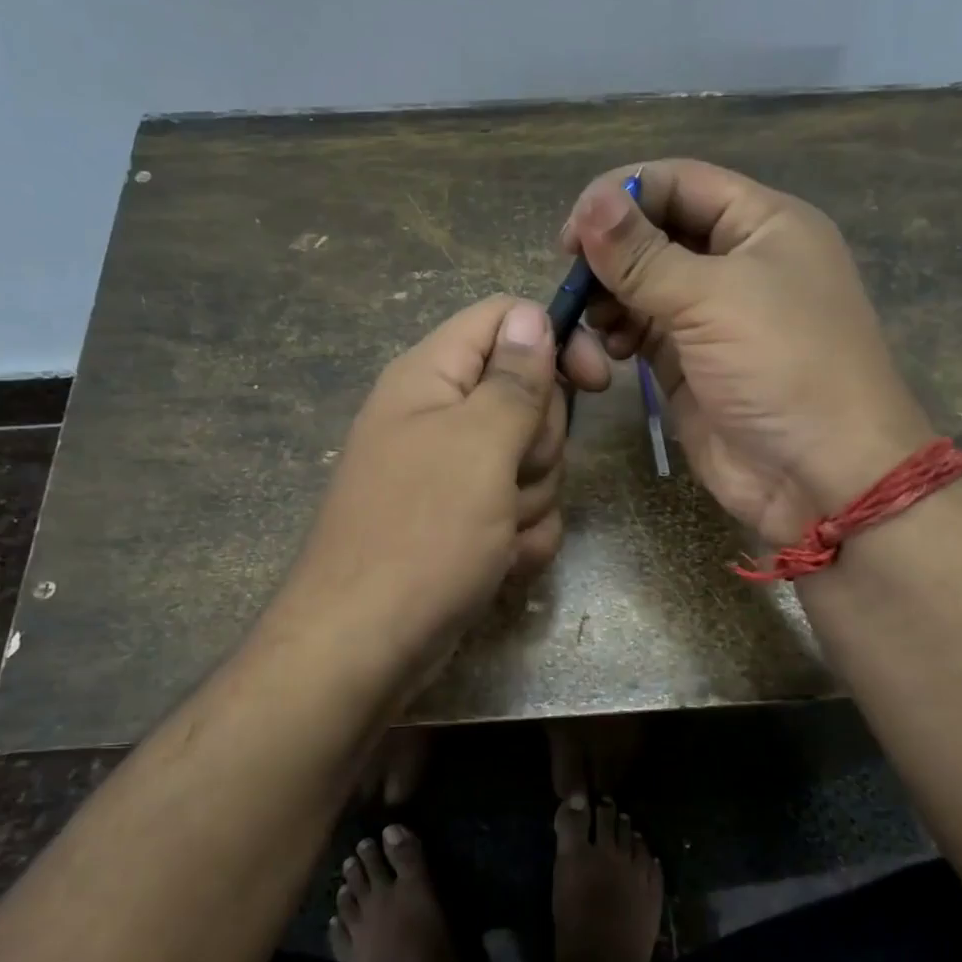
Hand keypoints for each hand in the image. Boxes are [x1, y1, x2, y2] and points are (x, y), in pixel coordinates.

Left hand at [282, 295, 566, 702]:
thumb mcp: (478, 445)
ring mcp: (455, 475)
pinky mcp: (467, 523)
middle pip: (529, 398)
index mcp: (432, 378)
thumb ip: (514, 379)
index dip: (554, 340)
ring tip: (494, 533)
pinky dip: (520, 539)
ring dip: (531, 501)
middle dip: (538, 445)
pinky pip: (522, 511)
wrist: (366, 646)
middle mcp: (441, 417)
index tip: (596, 380)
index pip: (504, 320)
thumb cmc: (420, 534)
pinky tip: (498, 563)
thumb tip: (531, 315)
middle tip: (511, 477)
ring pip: (533, 463)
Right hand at [559, 159, 932, 545]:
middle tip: (573, 276)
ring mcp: (712, 316)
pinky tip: (609, 350)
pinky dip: (619, 333)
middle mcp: (737, 262)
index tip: (573, 231)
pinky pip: (642, 331)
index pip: (680, 183)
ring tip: (596, 321)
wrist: (819, 475)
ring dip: (610, 295)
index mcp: (762, 224)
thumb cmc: (782, 367)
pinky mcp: (689, 363)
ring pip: (642, 284)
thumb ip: (643, 254)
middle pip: (656, 233)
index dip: (623, 195)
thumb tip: (590, 203)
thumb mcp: (713, 299)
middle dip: (612, 251)